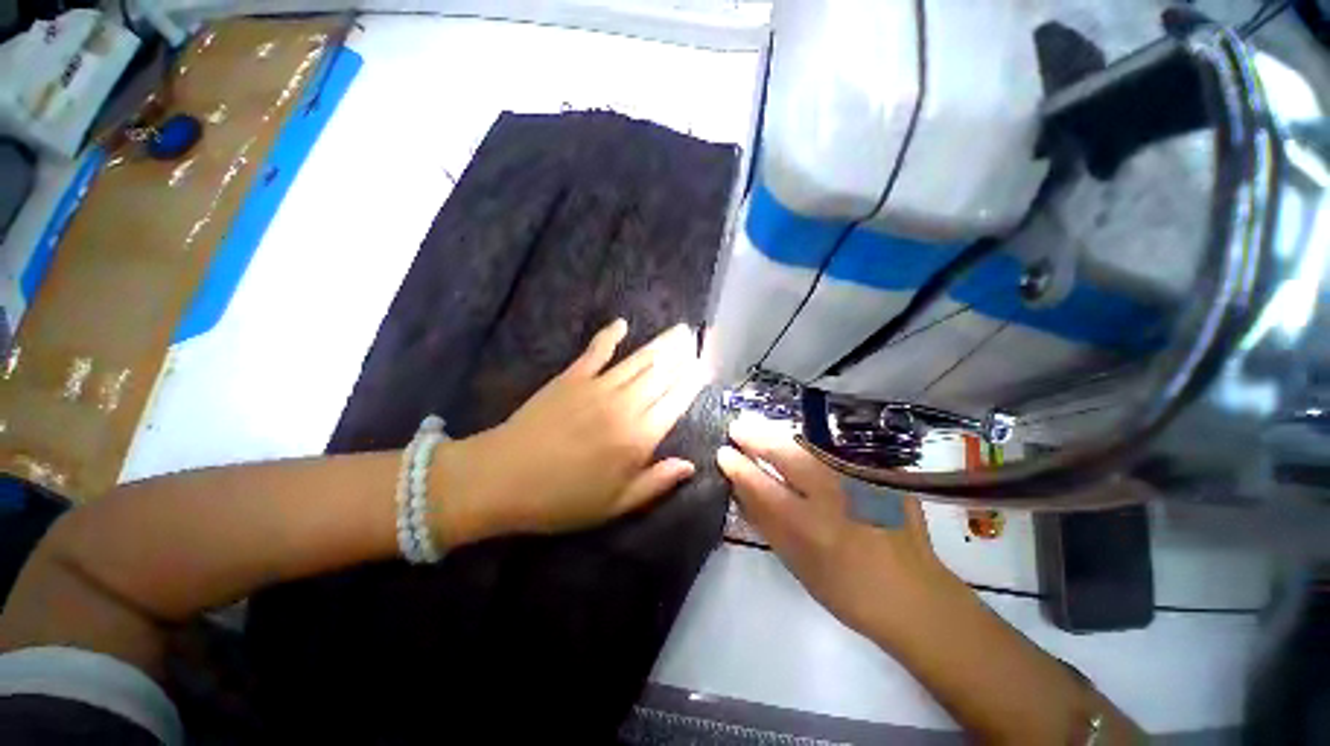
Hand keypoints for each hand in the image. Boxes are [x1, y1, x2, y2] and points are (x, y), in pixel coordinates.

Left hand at [434, 319, 707, 541]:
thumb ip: (655, 482)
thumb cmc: (562, 499)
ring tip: (678, 330)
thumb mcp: (614, 504)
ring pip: (637, 360)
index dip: (693, 382)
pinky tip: (622, 323)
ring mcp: (597, 387)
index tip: (706, 366)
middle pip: (661, 375)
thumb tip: (690, 465)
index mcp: (638, 438)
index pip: (675, 402)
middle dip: (683, 354)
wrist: (502, 478)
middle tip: (698, 338)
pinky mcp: (571, 377)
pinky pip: (596, 351)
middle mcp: (625, 406)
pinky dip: (610, 335)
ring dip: (660, 344)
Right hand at [717, 416, 956, 643]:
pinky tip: (796, 440)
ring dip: (780, 434)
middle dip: (757, 437)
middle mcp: (837, 497)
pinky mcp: (880, 474)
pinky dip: (808, 442)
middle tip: (737, 427)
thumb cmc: (846, 590)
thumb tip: (739, 486)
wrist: (915, 596)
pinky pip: (835, 450)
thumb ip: (765, 521)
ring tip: (758, 428)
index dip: (739, 467)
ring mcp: (862, 480)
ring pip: (811, 445)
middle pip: (788, 454)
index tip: (723, 452)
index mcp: (812, 528)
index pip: (763, 486)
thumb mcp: (796, 564)